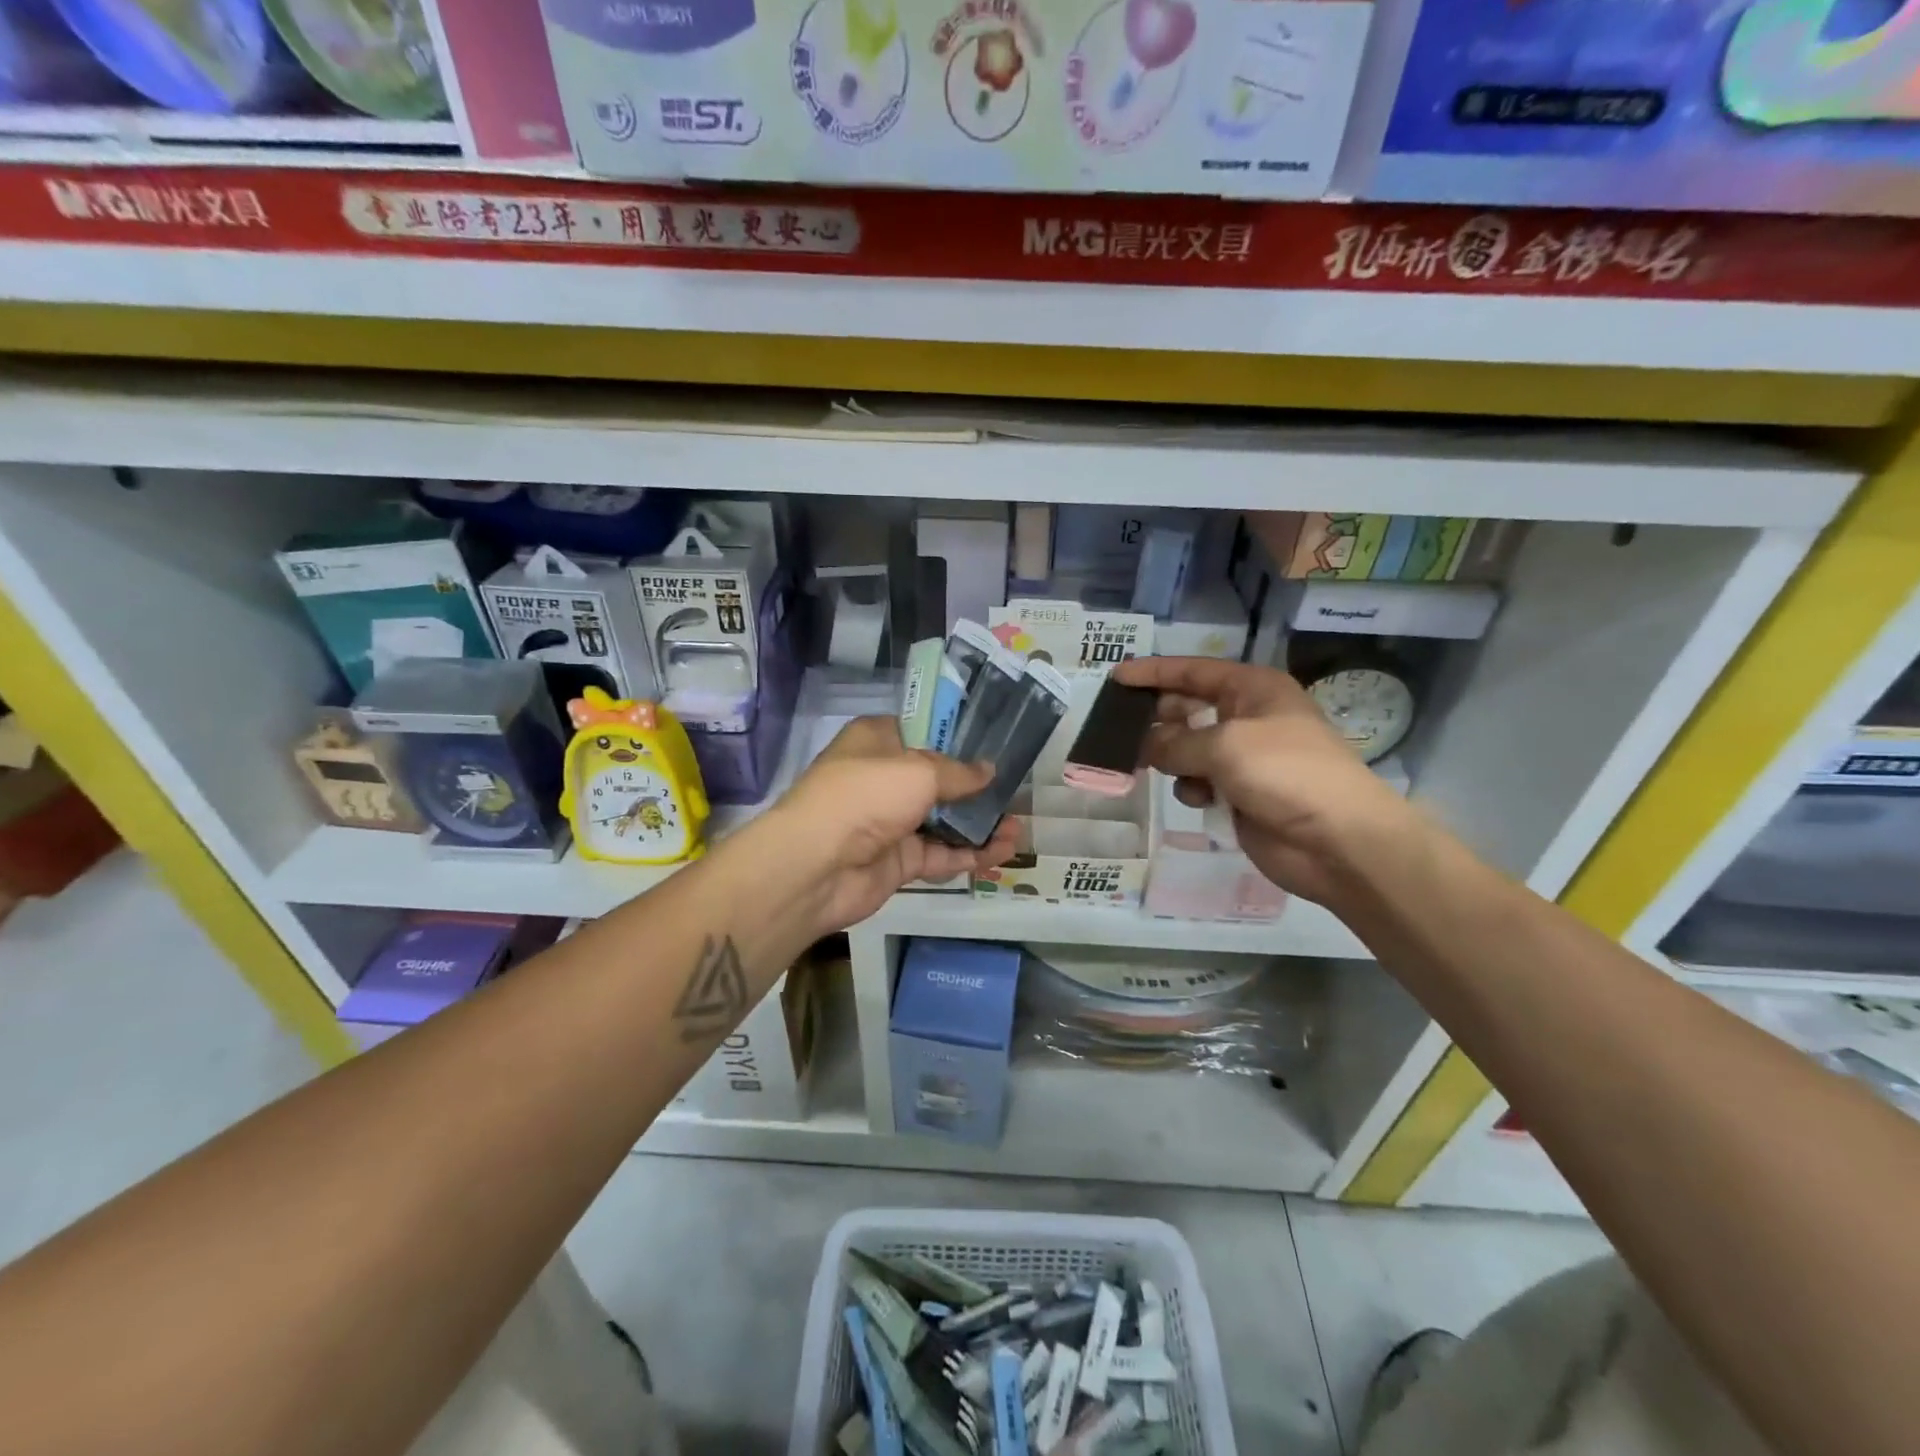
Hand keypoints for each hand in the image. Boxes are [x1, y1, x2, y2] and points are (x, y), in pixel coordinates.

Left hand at [766, 717, 1018, 933]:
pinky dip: (970, 854)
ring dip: (979, 824)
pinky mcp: (898, 860)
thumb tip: (989, 771)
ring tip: (1019, 827)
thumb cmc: (866, 795)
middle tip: (1015, 791)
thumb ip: (958, 773)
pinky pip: (941, 854)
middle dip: (976, 788)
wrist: (816, 866)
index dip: (958, 738)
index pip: (922, 732)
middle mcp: (883, 778)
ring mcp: (890, 822)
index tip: (995, 744)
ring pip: (943, 821)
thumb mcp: (918, 771)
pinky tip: (1003, 852)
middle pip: (937, 779)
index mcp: (878, 741)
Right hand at [1114, 656, 1415, 907]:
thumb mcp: (1224, 745)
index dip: (1153, 672)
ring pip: (1188, 749)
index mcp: (1253, 690)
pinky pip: (1199, 782)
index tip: (1116, 678)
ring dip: (1171, 758)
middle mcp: (1248, 717)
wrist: (1338, 840)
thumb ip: (1174, 741)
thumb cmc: (1286, 773)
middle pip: (1188, 709)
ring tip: (1150, 767)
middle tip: (1120, 729)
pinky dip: (1193, 788)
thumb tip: (1144, 745)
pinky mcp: (1240, 793)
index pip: (1193, 671)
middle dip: (1157, 719)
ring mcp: (1244, 758)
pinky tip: (1201, 799)